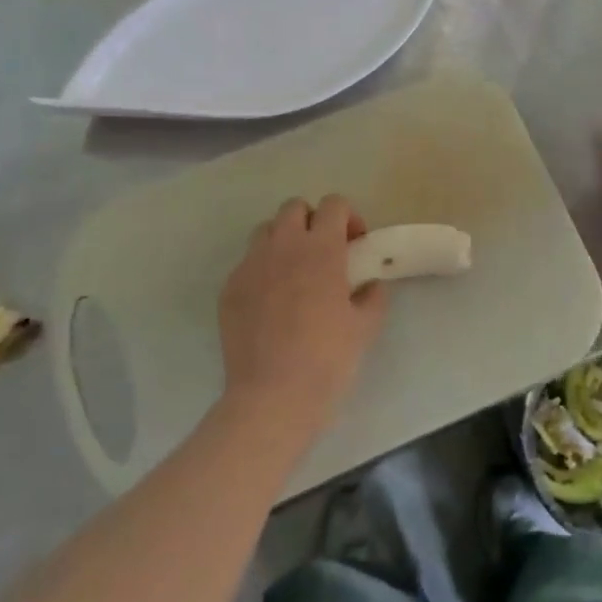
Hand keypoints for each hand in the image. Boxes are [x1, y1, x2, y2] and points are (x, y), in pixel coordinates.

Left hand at [217, 196, 389, 441]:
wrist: (273, 396)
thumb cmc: (328, 358)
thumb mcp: (365, 327)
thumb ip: (372, 297)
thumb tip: (370, 285)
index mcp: (321, 249)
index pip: (334, 205)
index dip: (348, 218)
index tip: (354, 244)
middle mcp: (283, 246)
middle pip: (295, 207)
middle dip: (312, 221)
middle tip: (324, 253)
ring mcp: (251, 265)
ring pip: (266, 231)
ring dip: (283, 240)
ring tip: (294, 272)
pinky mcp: (229, 288)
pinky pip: (247, 263)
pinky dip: (262, 270)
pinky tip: (271, 303)